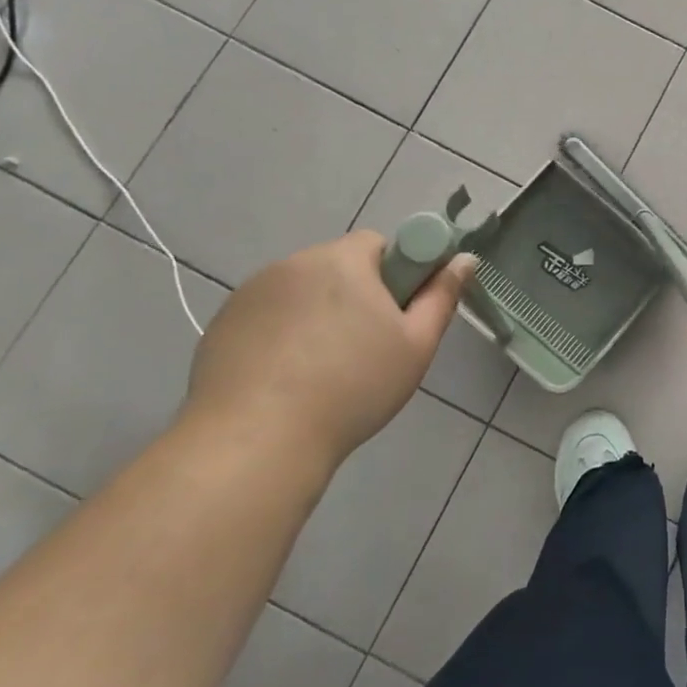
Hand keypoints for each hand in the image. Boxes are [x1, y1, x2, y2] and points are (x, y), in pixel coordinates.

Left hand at [186, 231, 473, 469]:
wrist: (257, 442)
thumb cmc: (352, 388)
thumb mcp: (415, 346)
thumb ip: (442, 296)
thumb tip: (464, 259)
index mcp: (343, 260)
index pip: (378, 243)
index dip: (394, 274)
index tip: (393, 316)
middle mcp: (293, 263)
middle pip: (337, 267)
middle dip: (354, 296)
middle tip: (365, 348)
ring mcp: (250, 293)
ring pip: (300, 292)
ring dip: (316, 314)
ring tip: (320, 371)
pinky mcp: (221, 324)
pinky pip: (266, 317)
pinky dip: (279, 336)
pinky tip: (283, 380)